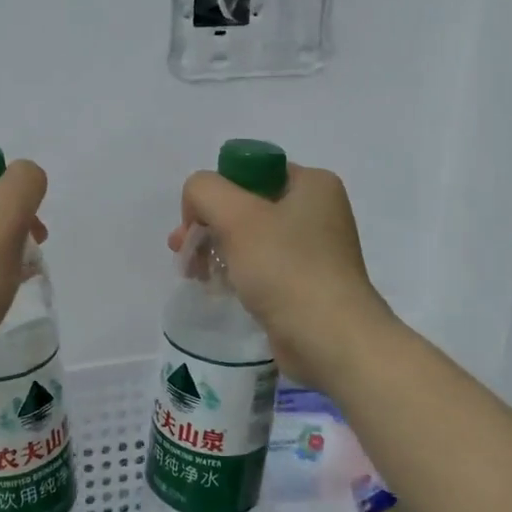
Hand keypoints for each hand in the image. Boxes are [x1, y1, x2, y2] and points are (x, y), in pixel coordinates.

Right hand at [170, 162, 394, 392]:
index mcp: (312, 184)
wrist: (331, 341)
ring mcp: (313, 249)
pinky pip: (261, 266)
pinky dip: (236, 272)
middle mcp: (317, 211)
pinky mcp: (305, 283)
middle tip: (181, 249)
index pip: (249, 171)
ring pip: (249, 237)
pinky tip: (217, 288)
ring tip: (194, 274)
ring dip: (216, 249)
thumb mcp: (235, 215)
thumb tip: (198, 206)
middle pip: (245, 205)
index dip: (215, 192)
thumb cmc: (286, 269)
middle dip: (207, 225)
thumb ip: (204, 191)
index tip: (193, 222)